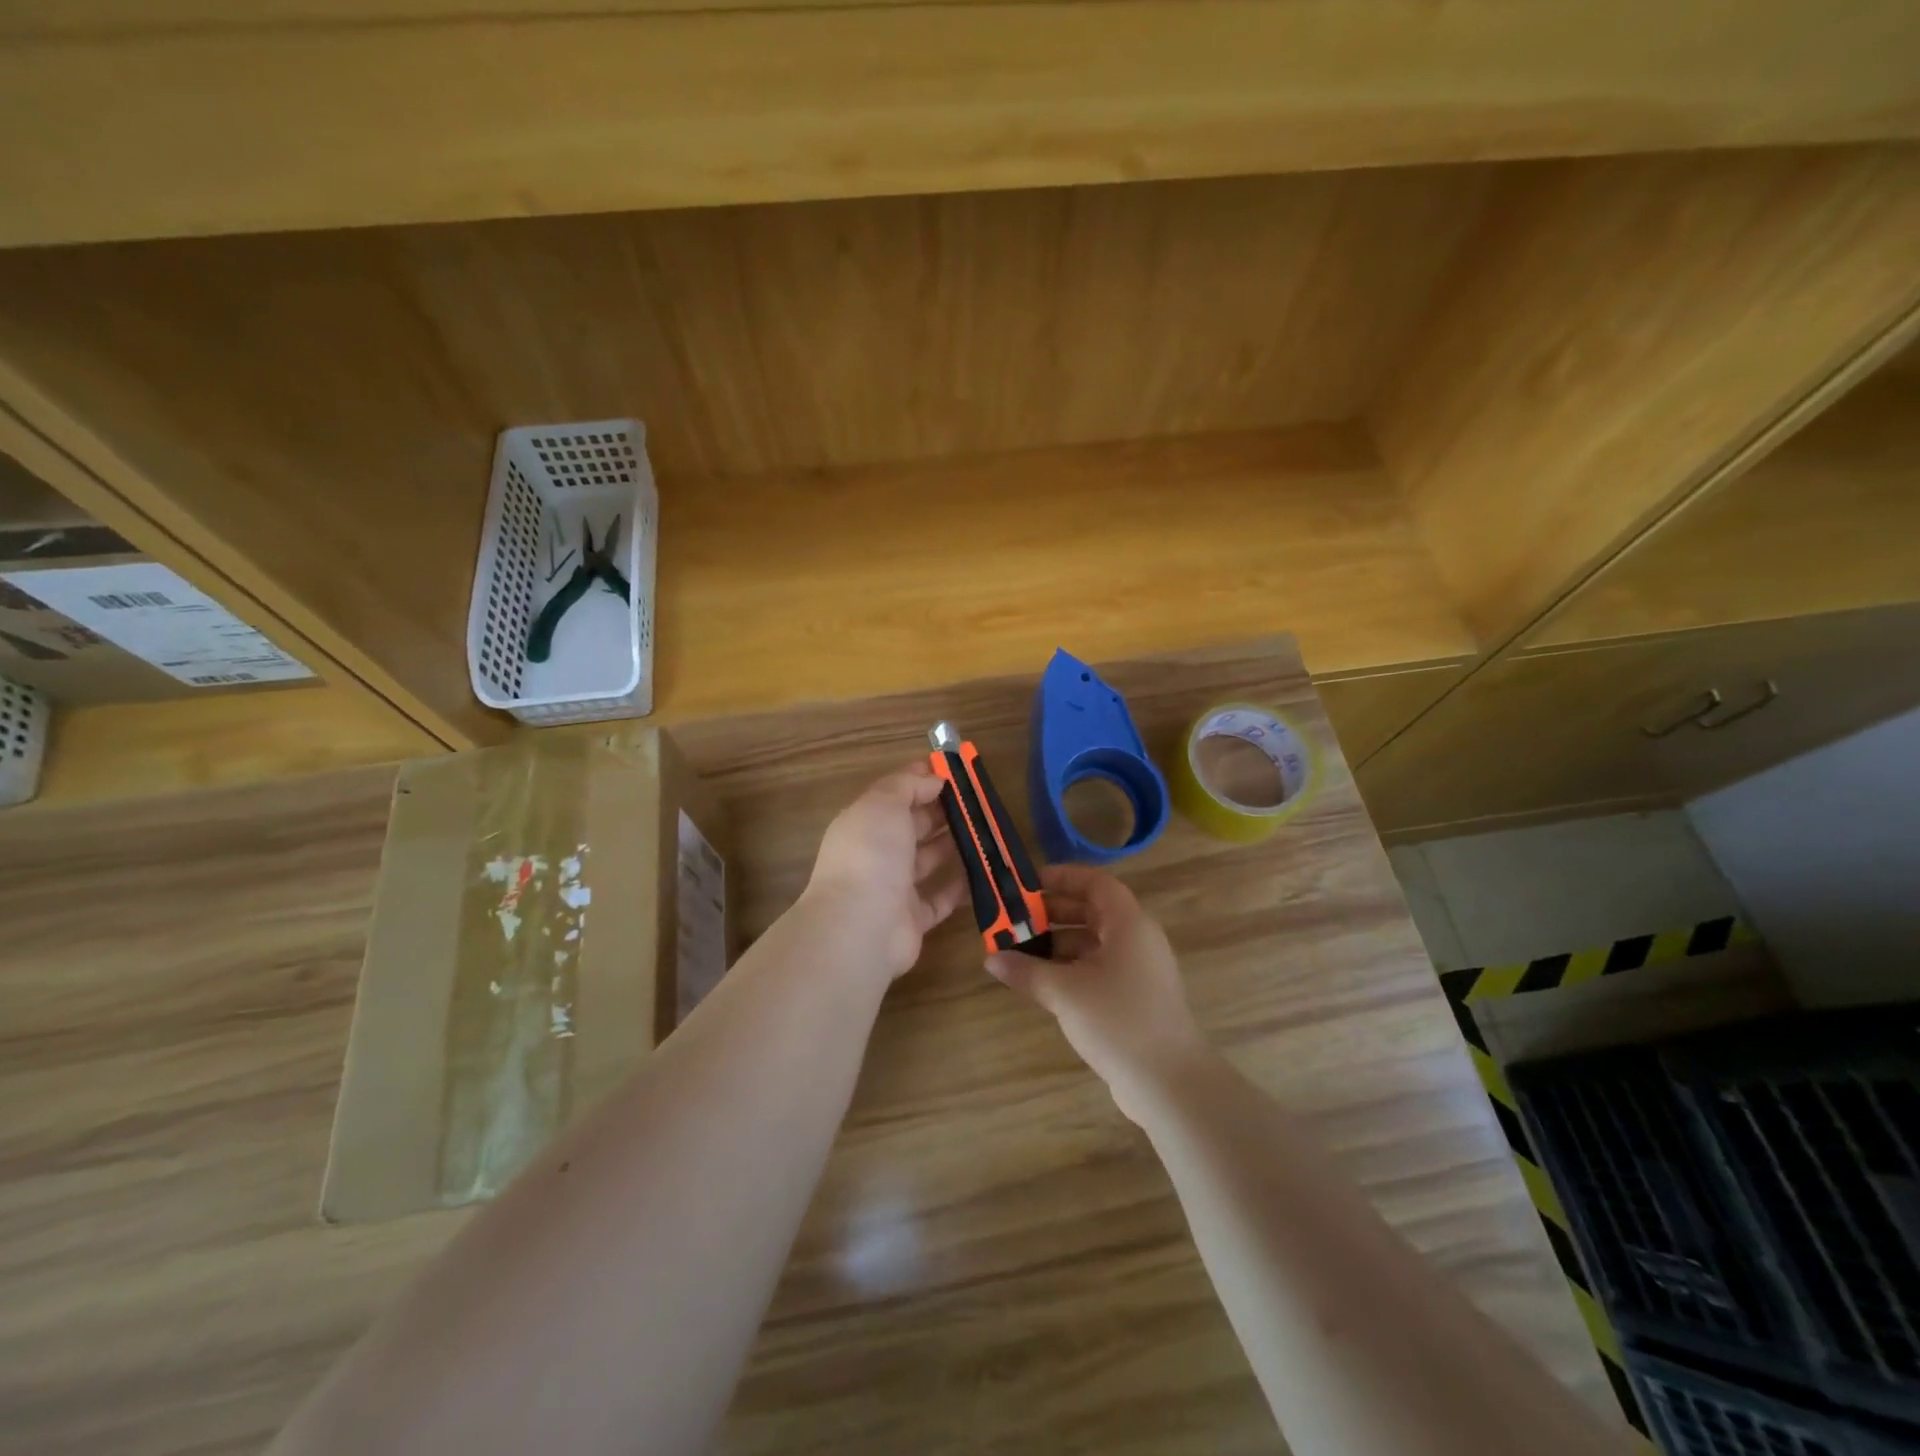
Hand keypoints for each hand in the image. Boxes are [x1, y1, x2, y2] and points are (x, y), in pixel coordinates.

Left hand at [802, 761, 968, 983]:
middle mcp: (877, 854)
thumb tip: (932, 778)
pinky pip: (941, 899)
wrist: (860, 927)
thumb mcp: (883, 804)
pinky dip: (960, 886)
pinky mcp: (914, 920)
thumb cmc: (871, 854)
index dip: (921, 781)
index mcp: (864, 823)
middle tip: (979, 801)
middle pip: (913, 827)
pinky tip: (984, 871)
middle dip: (943, 812)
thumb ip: (907, 786)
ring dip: (955, 846)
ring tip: (988, 831)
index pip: (895, 795)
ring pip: (928, 861)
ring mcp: (894, 889)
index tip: (955, 771)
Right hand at [986, 865, 1211, 1122]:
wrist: (1170, 1083)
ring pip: (1095, 943)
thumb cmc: (1118, 1020)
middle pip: (1093, 911)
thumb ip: (1026, 971)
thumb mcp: (1065, 992)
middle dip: (1053, 913)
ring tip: (1022, 953)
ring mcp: (1140, 970)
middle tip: (1016, 920)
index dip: (1062, 878)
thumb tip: (991, 959)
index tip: (1028, 883)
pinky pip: (1100, 969)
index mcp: (1128, 923)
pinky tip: (1044, 984)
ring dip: (1059, 944)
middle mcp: (1138, 939)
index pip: (1095, 883)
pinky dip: (1073, 968)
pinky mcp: (1137, 998)